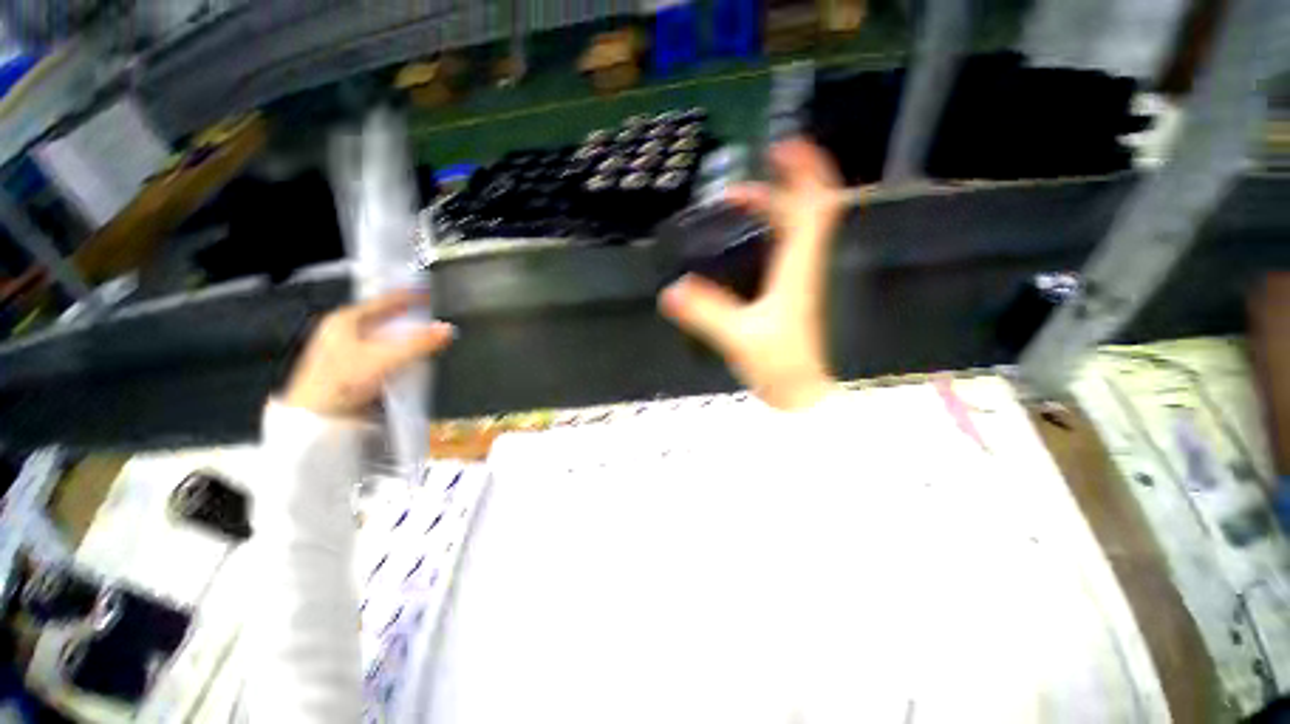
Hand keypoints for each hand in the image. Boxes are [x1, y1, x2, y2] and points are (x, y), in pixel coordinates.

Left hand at [284, 291, 455, 417]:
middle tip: (431, 315)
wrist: (316, 418)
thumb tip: (448, 329)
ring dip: (402, 334)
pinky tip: (408, 356)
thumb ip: (418, 344)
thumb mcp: (384, 359)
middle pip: (382, 317)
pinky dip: (395, 349)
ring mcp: (342, 348)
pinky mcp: (347, 366)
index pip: (384, 301)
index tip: (429, 293)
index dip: (408, 296)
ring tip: (425, 334)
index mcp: (345, 319)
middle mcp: (341, 330)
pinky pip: (378, 349)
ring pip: (380, 334)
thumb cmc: (344, 381)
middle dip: (407, 316)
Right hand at [658, 138, 844, 410]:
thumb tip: (670, 292)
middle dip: (780, 186)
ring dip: (772, 209)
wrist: (800, 393)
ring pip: (795, 230)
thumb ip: (705, 315)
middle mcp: (804, 266)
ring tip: (737, 205)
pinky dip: (768, 234)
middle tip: (738, 185)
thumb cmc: (779, 365)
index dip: (803, 172)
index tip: (780, 148)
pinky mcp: (790, 293)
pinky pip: (784, 250)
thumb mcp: (739, 338)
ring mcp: (799, 280)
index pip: (813, 207)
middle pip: (806, 211)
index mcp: (798, 267)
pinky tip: (743, 242)